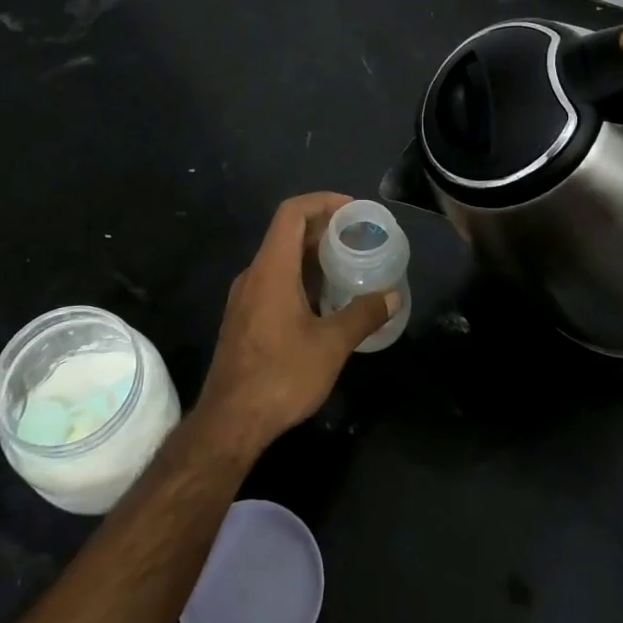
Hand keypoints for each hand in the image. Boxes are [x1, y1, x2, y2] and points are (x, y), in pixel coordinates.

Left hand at [195, 193, 397, 453]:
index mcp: (272, 269)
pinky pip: (274, 282)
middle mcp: (253, 274)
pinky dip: (300, 278)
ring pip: (280, 260)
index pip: (292, 213)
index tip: (353, 209)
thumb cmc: (281, 375)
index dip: (322, 201)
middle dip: (323, 229)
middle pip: (286, 234)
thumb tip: (392, 296)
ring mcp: (245, 297)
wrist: (230, 421)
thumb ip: (363, 315)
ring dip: (312, 256)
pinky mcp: (243, 319)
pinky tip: (324, 301)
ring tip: (348, 266)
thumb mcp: (331, 345)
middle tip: (359, 237)